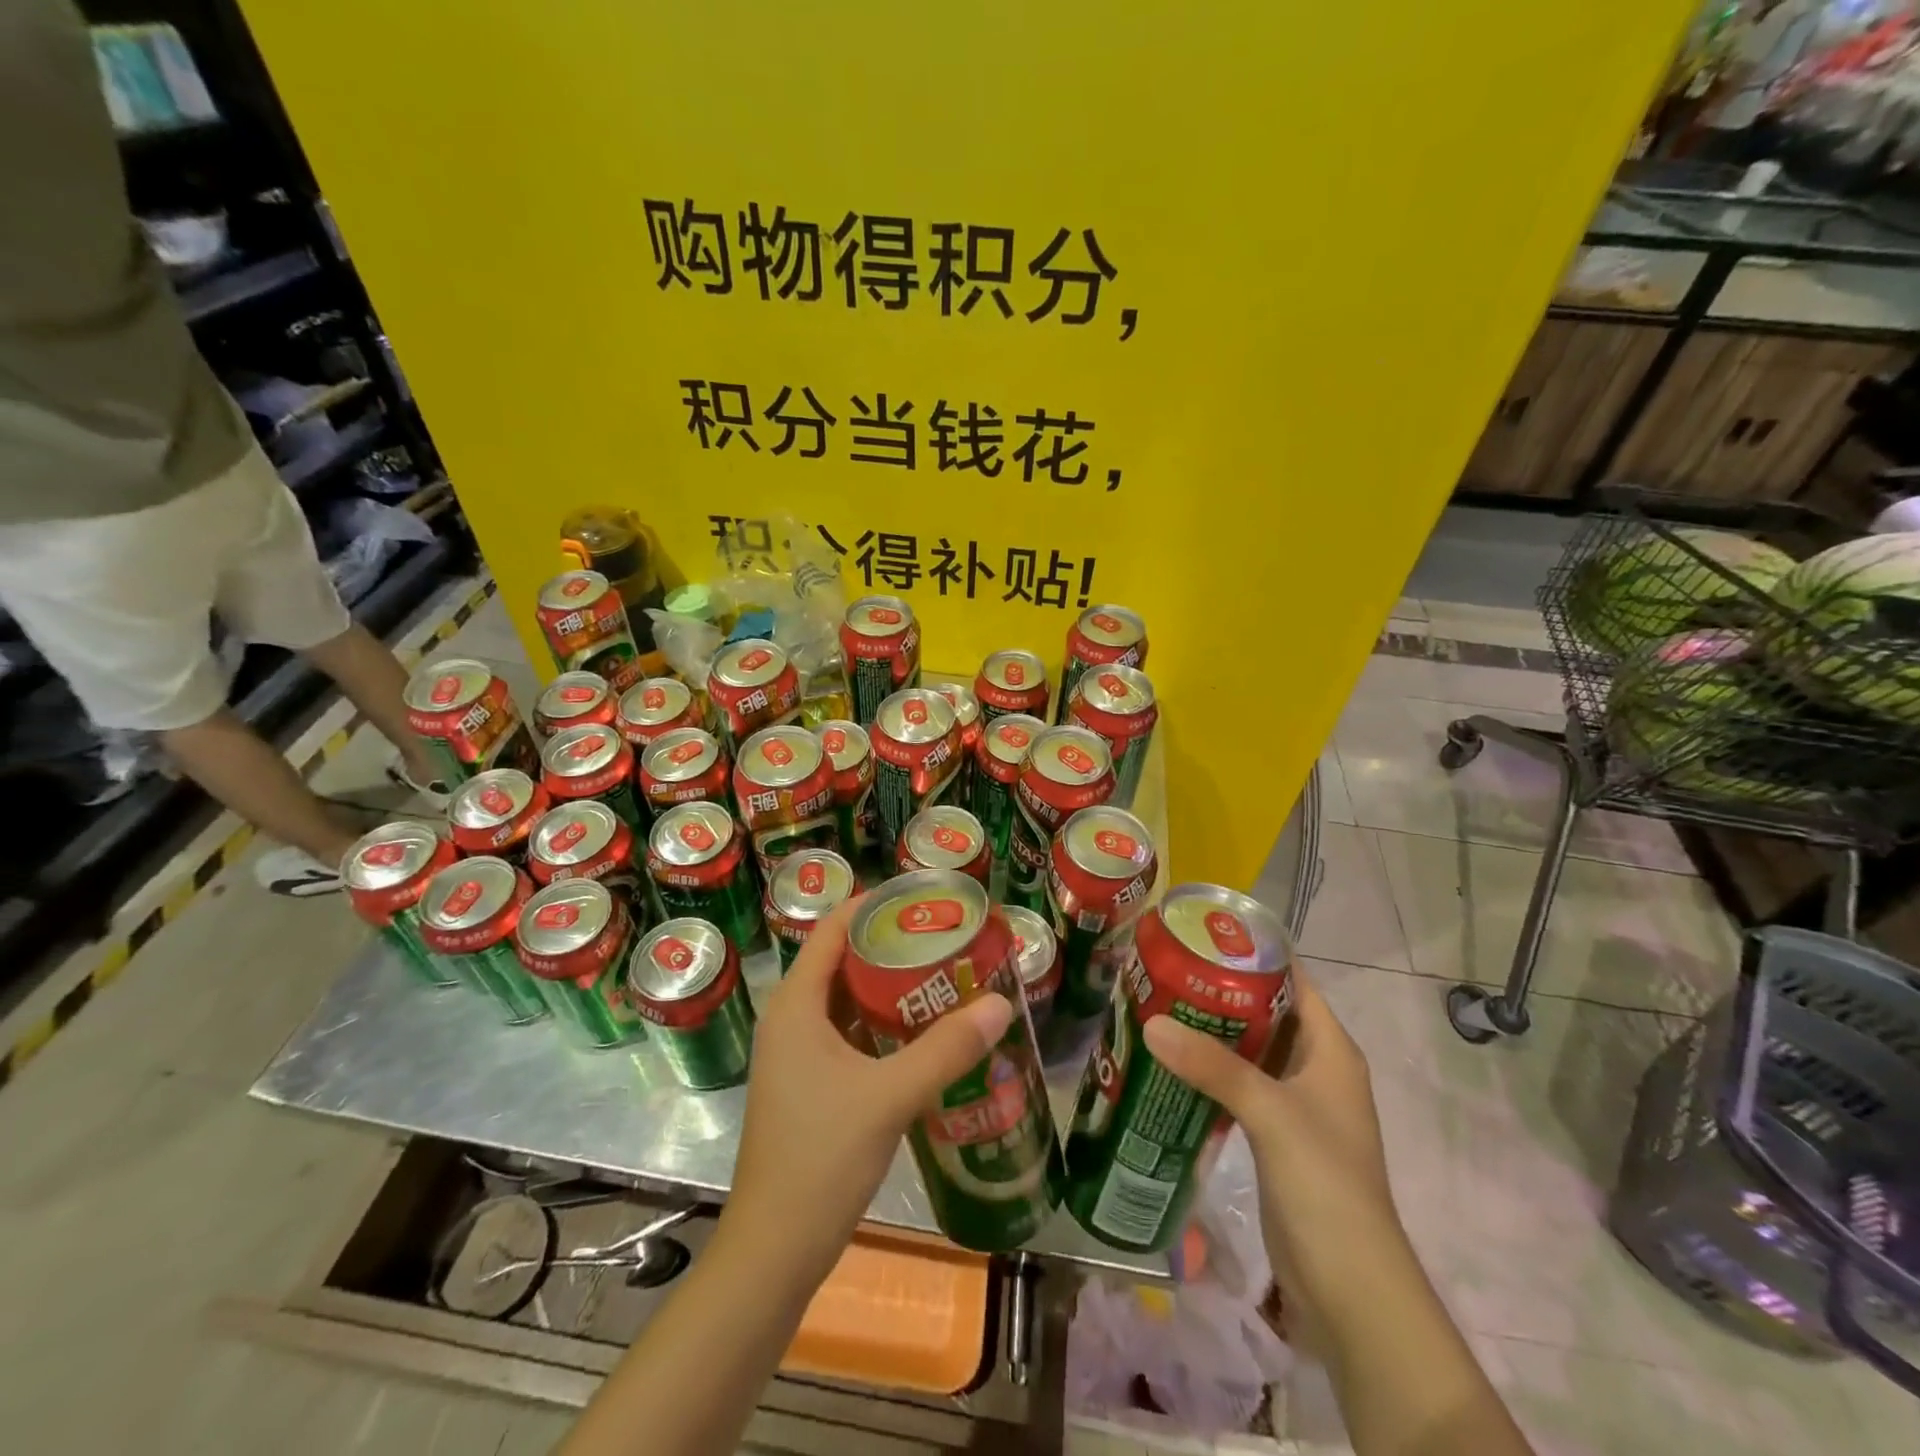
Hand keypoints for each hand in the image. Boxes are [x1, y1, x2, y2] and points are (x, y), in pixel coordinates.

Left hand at [723, 896, 1014, 1281]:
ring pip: (849, 1000)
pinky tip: (926, 1033)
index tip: (925, 899)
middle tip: (949, 938)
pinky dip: (884, 1025)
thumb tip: (1001, 1003)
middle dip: (893, 945)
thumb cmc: (821, 1158)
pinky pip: (850, 1035)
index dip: (875, 905)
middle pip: (844, 961)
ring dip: (892, 987)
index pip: (834, 929)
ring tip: (946, 976)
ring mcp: (799, 1055)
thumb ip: (947, 1049)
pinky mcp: (811, 1085)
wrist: (774, 1252)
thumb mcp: (889, 1097)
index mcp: (796, 1004)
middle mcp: (792, 1019)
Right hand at [1143, 972, 1405, 1345]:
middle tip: (1166, 969)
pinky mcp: (1274, 1135)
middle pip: (1266, 1013)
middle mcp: (1316, 1068)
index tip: (1204, 934)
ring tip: (1158, 1005)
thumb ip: (1212, 1066)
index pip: (1295, 982)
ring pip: (1249, 1051)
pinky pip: (1239, 1086)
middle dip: (1220, 991)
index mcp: (1331, 1050)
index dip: (1256, 954)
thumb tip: (1151, 1022)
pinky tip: (1170, 1062)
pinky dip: (1209, 1071)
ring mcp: (1296, 1104)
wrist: (1349, 1285)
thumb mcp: (1270, 1113)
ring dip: (1211, 1032)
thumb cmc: (1325, 1182)